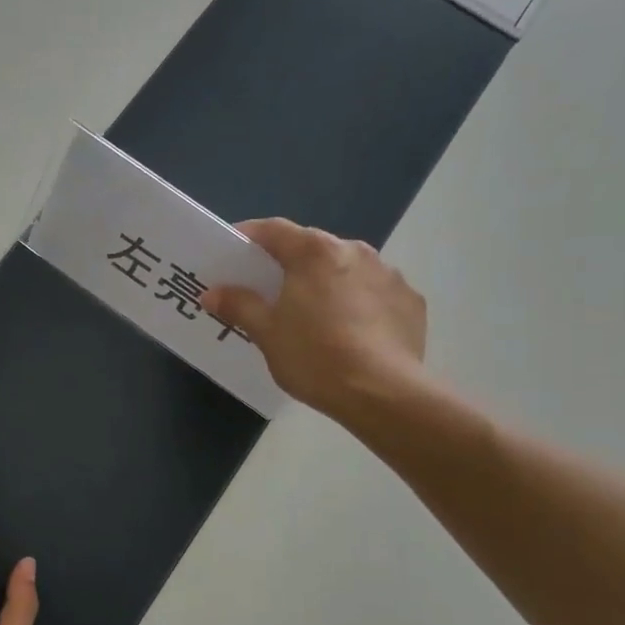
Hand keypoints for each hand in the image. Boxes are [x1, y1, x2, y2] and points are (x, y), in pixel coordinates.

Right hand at [203, 218, 427, 431]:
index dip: (249, 237)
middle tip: (270, 290)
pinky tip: (351, 333)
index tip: (232, 252)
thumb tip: (213, 292)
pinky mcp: (411, 301)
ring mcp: (388, 274)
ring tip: (313, 316)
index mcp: (313, 252)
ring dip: (327, 282)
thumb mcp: (266, 333)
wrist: (382, 393)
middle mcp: (354, 251)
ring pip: (346, 269)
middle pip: (312, 247)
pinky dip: (359, 303)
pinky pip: (375, 292)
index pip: (273, 230)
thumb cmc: (314, 356)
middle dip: (289, 264)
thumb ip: (239, 305)